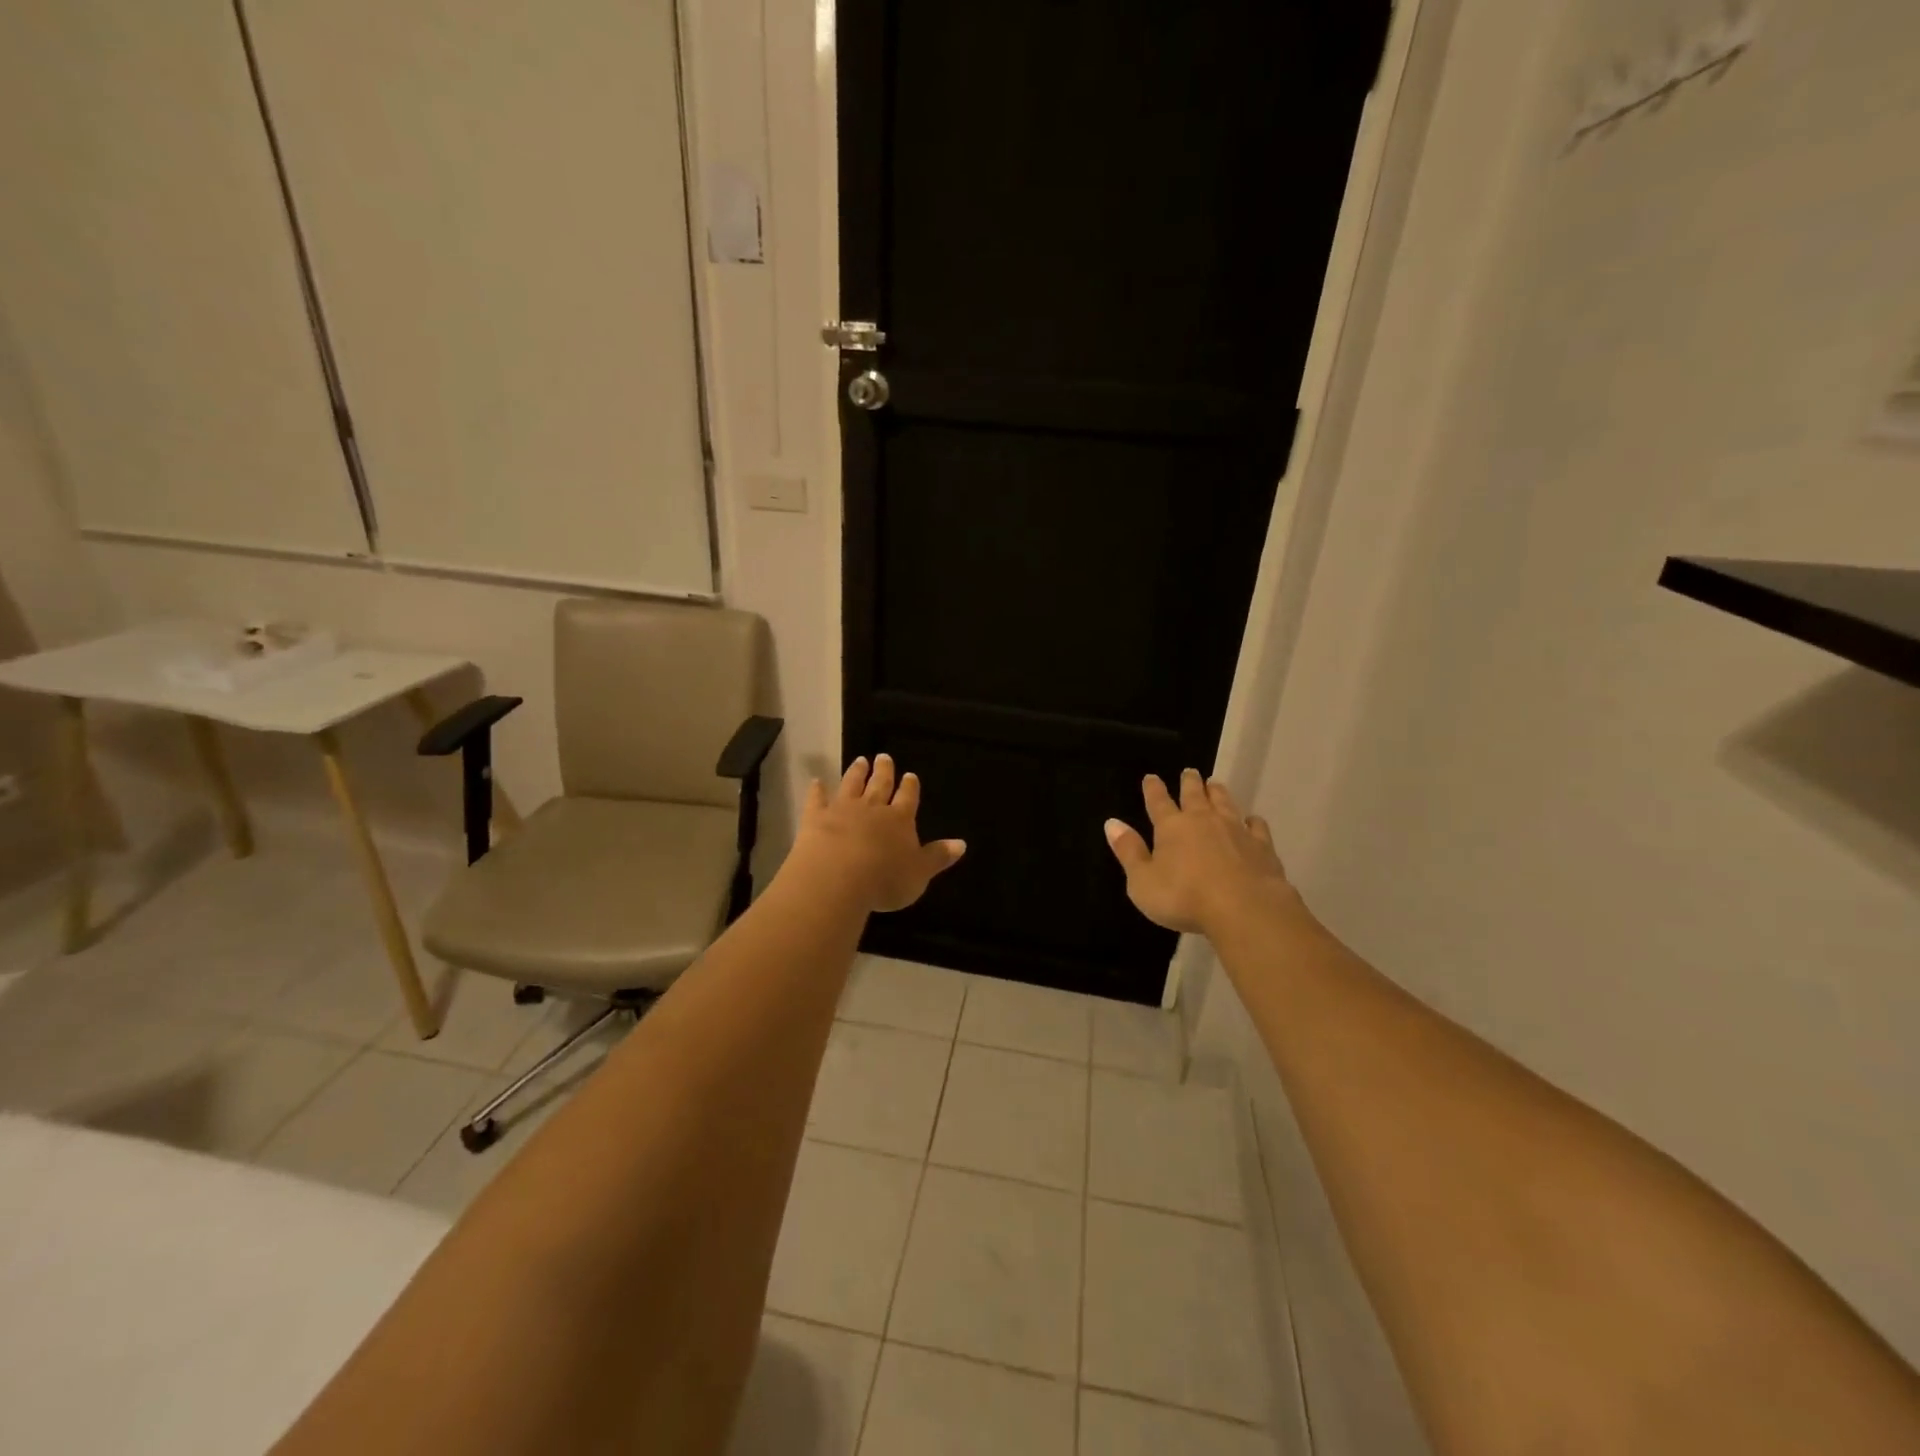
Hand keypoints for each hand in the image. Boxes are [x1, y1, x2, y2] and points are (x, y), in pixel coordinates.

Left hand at [788, 754, 966, 913]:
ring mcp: (842, 810)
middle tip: (884, 756)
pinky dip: (817, 790)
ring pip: (851, 785)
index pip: (908, 798)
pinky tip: (816, 781)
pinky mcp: (816, 818)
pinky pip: (817, 800)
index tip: (909, 775)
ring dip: (856, 773)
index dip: (910, 787)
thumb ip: (938, 856)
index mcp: (900, 820)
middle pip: (880, 785)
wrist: (837, 878)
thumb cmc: (884, 880)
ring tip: (860, 760)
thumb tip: (962, 843)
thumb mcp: (919, 873)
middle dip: (884, 771)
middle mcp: (873, 808)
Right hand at [1104, 769, 1301, 935]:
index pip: (1158, 802)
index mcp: (1171, 827)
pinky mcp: (1262, 846)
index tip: (1151, 777)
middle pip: (1194, 795)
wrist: (1245, 909)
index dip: (1153, 789)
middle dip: (1189, 782)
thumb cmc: (1184, 897)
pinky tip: (1252, 820)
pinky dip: (1252, 820)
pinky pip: (1256, 826)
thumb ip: (1128, 851)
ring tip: (1215, 784)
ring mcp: (1235, 830)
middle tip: (1189, 771)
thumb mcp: (1142, 881)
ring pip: (1225, 803)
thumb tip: (1112, 823)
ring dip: (1218, 792)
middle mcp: (1203, 820)